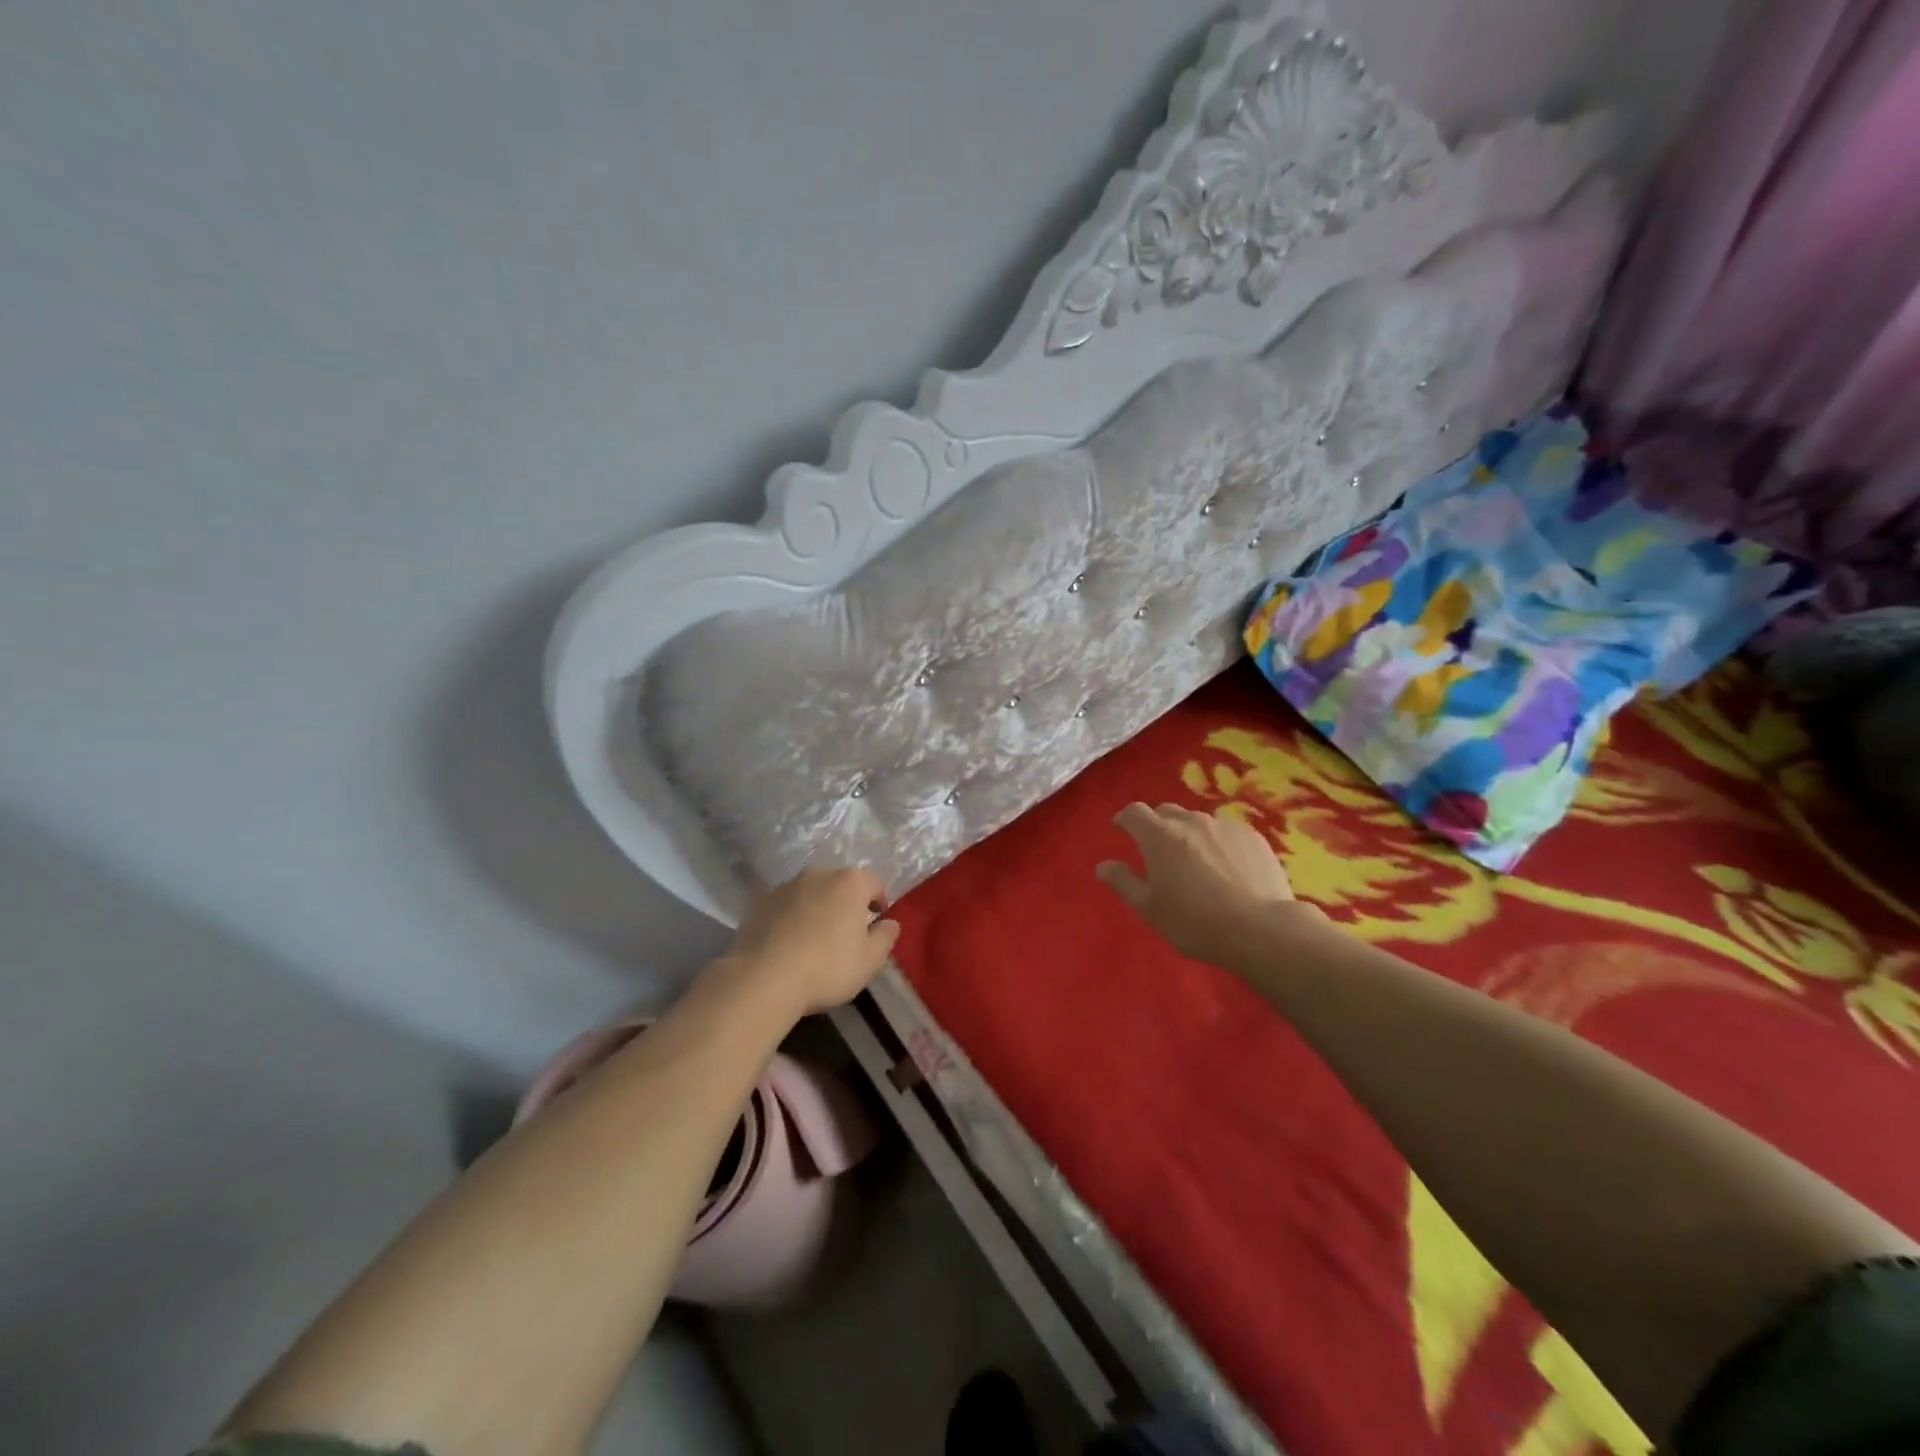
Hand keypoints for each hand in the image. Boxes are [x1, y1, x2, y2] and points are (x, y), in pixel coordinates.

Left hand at [722, 866, 899, 1015]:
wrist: (762, 979)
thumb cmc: (827, 967)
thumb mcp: (869, 961)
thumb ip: (886, 937)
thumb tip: (890, 923)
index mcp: (850, 883)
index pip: (874, 882)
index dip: (879, 900)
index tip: (876, 922)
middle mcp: (818, 874)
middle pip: (840, 884)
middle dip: (846, 903)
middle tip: (845, 932)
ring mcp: (786, 886)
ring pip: (810, 892)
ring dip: (816, 907)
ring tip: (813, 938)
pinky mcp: (760, 902)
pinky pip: (784, 905)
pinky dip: (790, 917)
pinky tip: (787, 942)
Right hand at [1097, 802, 1322, 965]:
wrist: (1261, 929)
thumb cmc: (1195, 922)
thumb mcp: (1149, 909)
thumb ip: (1124, 883)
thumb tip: (1103, 865)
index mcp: (1159, 836)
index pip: (1134, 813)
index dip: (1125, 819)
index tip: (1121, 829)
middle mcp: (1191, 821)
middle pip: (1167, 813)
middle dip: (1158, 826)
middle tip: (1158, 850)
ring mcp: (1225, 826)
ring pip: (1199, 822)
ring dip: (1190, 835)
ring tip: (1196, 862)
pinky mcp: (1254, 837)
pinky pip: (1227, 833)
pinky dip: (1219, 844)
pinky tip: (1228, 868)